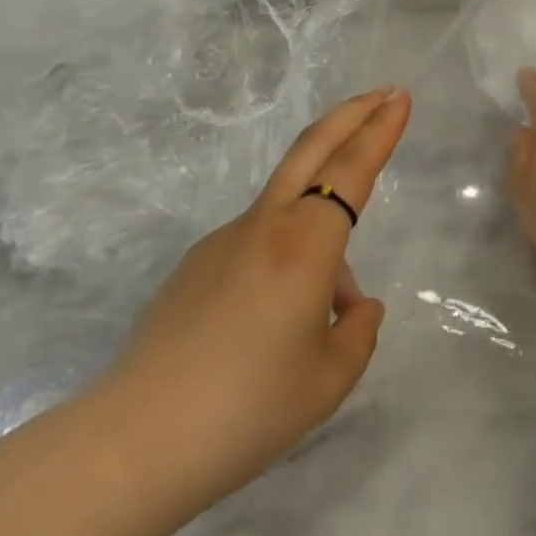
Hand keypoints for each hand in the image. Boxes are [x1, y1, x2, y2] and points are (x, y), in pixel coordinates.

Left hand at [92, 86, 411, 527]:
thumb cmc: (246, 409)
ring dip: (323, 223)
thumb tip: (355, 304)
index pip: (352, 169)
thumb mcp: (328, 381)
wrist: (135, 440)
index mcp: (305, 245)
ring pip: (289, 207)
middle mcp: (266, 226)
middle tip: (383, 94)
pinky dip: (287, 258)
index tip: (401, 98)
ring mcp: (225, 239)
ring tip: (327, 318)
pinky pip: (259, 243)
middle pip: (312, 147)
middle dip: (352, 114)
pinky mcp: (197, 264)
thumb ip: (357, 333)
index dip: (380, 130)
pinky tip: (274, 326)